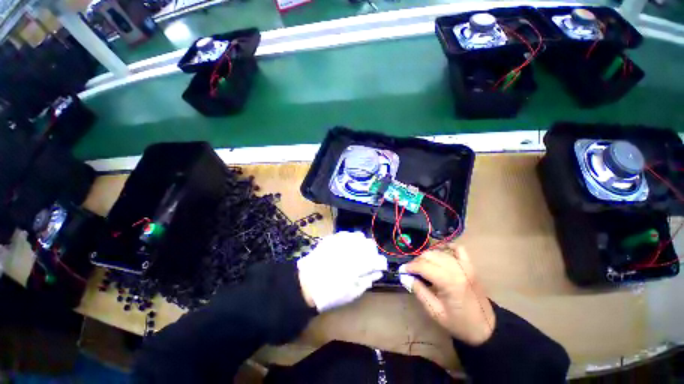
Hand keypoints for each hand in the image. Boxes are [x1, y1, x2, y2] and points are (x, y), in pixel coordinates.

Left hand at [297, 231, 386, 311]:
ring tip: (358, 252)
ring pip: (359, 236)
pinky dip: (350, 239)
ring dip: (362, 244)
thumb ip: (367, 281)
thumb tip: (377, 272)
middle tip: (369, 260)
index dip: (381, 263)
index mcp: (358, 265)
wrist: (305, 284)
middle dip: (372, 252)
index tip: (380, 266)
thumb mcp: (351, 293)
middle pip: (369, 244)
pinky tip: (347, 247)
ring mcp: (340, 242)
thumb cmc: (330, 293)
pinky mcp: (331, 238)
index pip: (377, 259)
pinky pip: (346, 234)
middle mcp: (351, 249)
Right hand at [399, 244, 495, 345]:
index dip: (410, 267)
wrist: (486, 328)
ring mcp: (465, 265)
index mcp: (449, 282)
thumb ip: (419, 291)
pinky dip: (448, 248)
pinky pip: (458, 249)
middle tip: (412, 271)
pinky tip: (441, 253)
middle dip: (417, 261)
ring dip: (428, 256)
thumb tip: (406, 277)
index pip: (423, 266)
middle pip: (430, 256)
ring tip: (422, 266)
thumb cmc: (459, 323)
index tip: (402, 271)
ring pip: (439, 252)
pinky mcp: (470, 266)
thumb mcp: (435, 312)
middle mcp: (457, 269)